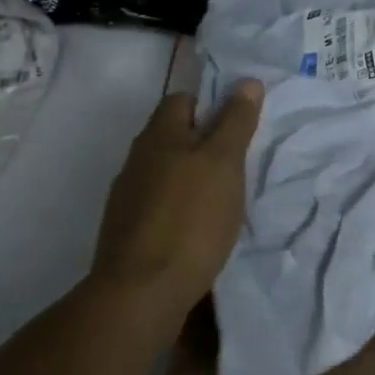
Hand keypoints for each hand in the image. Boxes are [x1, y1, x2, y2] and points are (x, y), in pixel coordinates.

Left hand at [90, 80, 264, 333]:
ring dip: (191, 178)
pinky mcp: (127, 231)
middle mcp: (137, 158)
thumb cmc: (190, 218)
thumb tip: (247, 81)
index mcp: (158, 134)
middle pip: (173, 136)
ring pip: (166, 172)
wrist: (140, 293)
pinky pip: (159, 205)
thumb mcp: (224, 162)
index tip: (239, 125)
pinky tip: (198, 229)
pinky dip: (180, 208)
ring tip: (223, 198)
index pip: (183, 99)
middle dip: (204, 143)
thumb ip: (235, 121)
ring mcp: (127, 197)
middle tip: (238, 163)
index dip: (211, 105)